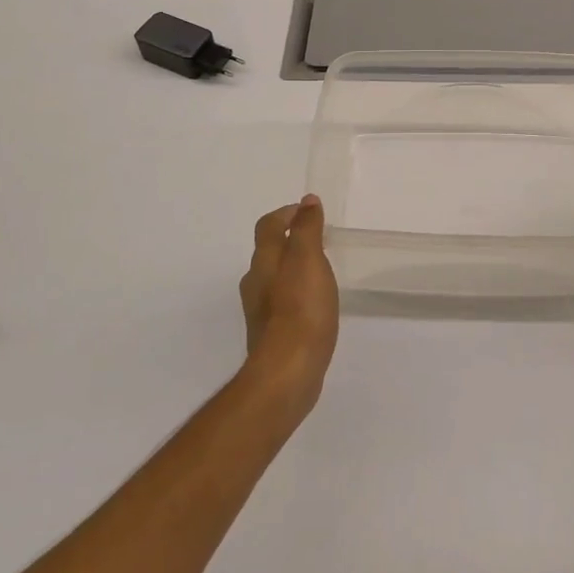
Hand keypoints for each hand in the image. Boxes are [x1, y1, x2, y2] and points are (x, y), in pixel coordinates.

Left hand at [238, 196, 339, 411]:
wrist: (288, 371)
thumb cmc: (301, 309)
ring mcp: (260, 311)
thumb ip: (307, 229)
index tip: (307, 212)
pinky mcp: (271, 334)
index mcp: (264, 261)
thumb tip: (307, 201)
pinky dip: (295, 295)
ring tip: (318, 271)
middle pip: (268, 252)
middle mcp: (255, 282)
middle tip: (317, 240)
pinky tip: (312, 305)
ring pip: (273, 278)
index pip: (268, 226)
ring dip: (292, 269)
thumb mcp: (308, 260)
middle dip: (289, 241)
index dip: (286, 214)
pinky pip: (281, 304)